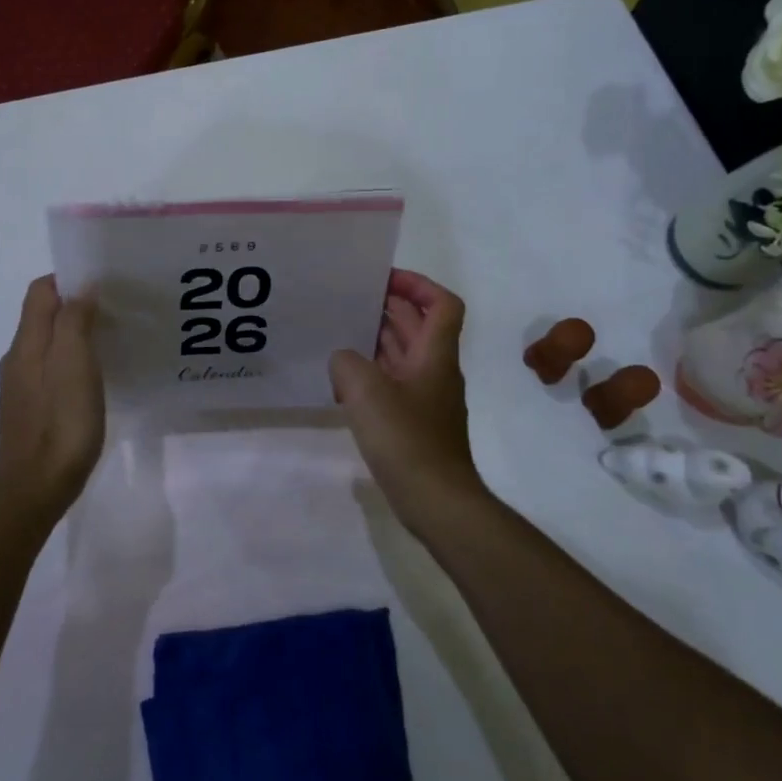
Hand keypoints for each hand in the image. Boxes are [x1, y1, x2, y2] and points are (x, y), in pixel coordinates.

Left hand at [0, 275, 104, 514]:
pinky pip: (49, 370)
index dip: (68, 279)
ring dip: (74, 334)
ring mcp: (21, 387)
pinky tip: (93, 378)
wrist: (34, 489)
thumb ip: (74, 321)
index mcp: (26, 343)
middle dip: (74, 305)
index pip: (40, 291)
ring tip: (109, 340)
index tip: (103, 283)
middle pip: (42, 316)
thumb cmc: (60, 423)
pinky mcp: (30, 410)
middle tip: (115, 310)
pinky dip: (70, 361)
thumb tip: (81, 289)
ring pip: (47, 344)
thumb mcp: (74, 365)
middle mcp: (18, 359)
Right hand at [330, 269, 488, 531]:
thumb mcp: (366, 391)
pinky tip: (344, 382)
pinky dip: (372, 374)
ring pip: (404, 355)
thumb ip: (347, 363)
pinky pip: (394, 384)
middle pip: (418, 326)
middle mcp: (436, 371)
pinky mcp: (415, 423)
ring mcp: (426, 399)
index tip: (384, 280)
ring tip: (339, 333)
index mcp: (435, 355)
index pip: (442, 304)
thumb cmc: (407, 439)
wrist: (437, 501)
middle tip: (349, 300)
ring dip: (377, 340)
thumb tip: (343, 360)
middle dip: (388, 307)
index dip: (418, 284)